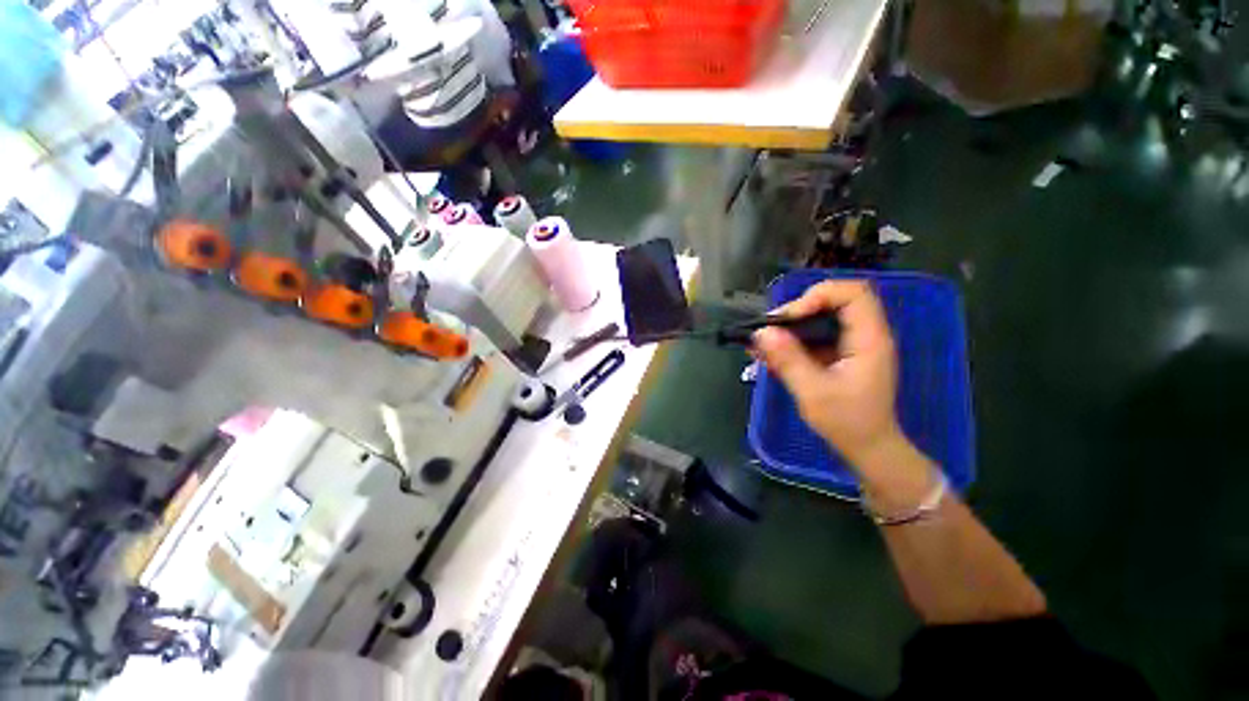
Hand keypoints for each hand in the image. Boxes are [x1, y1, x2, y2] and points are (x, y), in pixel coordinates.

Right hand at [754, 281, 903, 470]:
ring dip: (790, 327)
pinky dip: (792, 341)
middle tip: (769, 330)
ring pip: (820, 318)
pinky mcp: (840, 355)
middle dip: (797, 311)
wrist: (869, 449)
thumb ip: (788, 360)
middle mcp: (864, 335)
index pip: (852, 293)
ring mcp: (852, 345)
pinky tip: (769, 355)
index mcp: (869, 339)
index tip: (789, 318)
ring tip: (761, 343)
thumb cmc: (848, 423)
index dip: (818, 296)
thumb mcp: (813, 392)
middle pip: (833, 301)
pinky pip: (815, 337)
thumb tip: (761, 332)